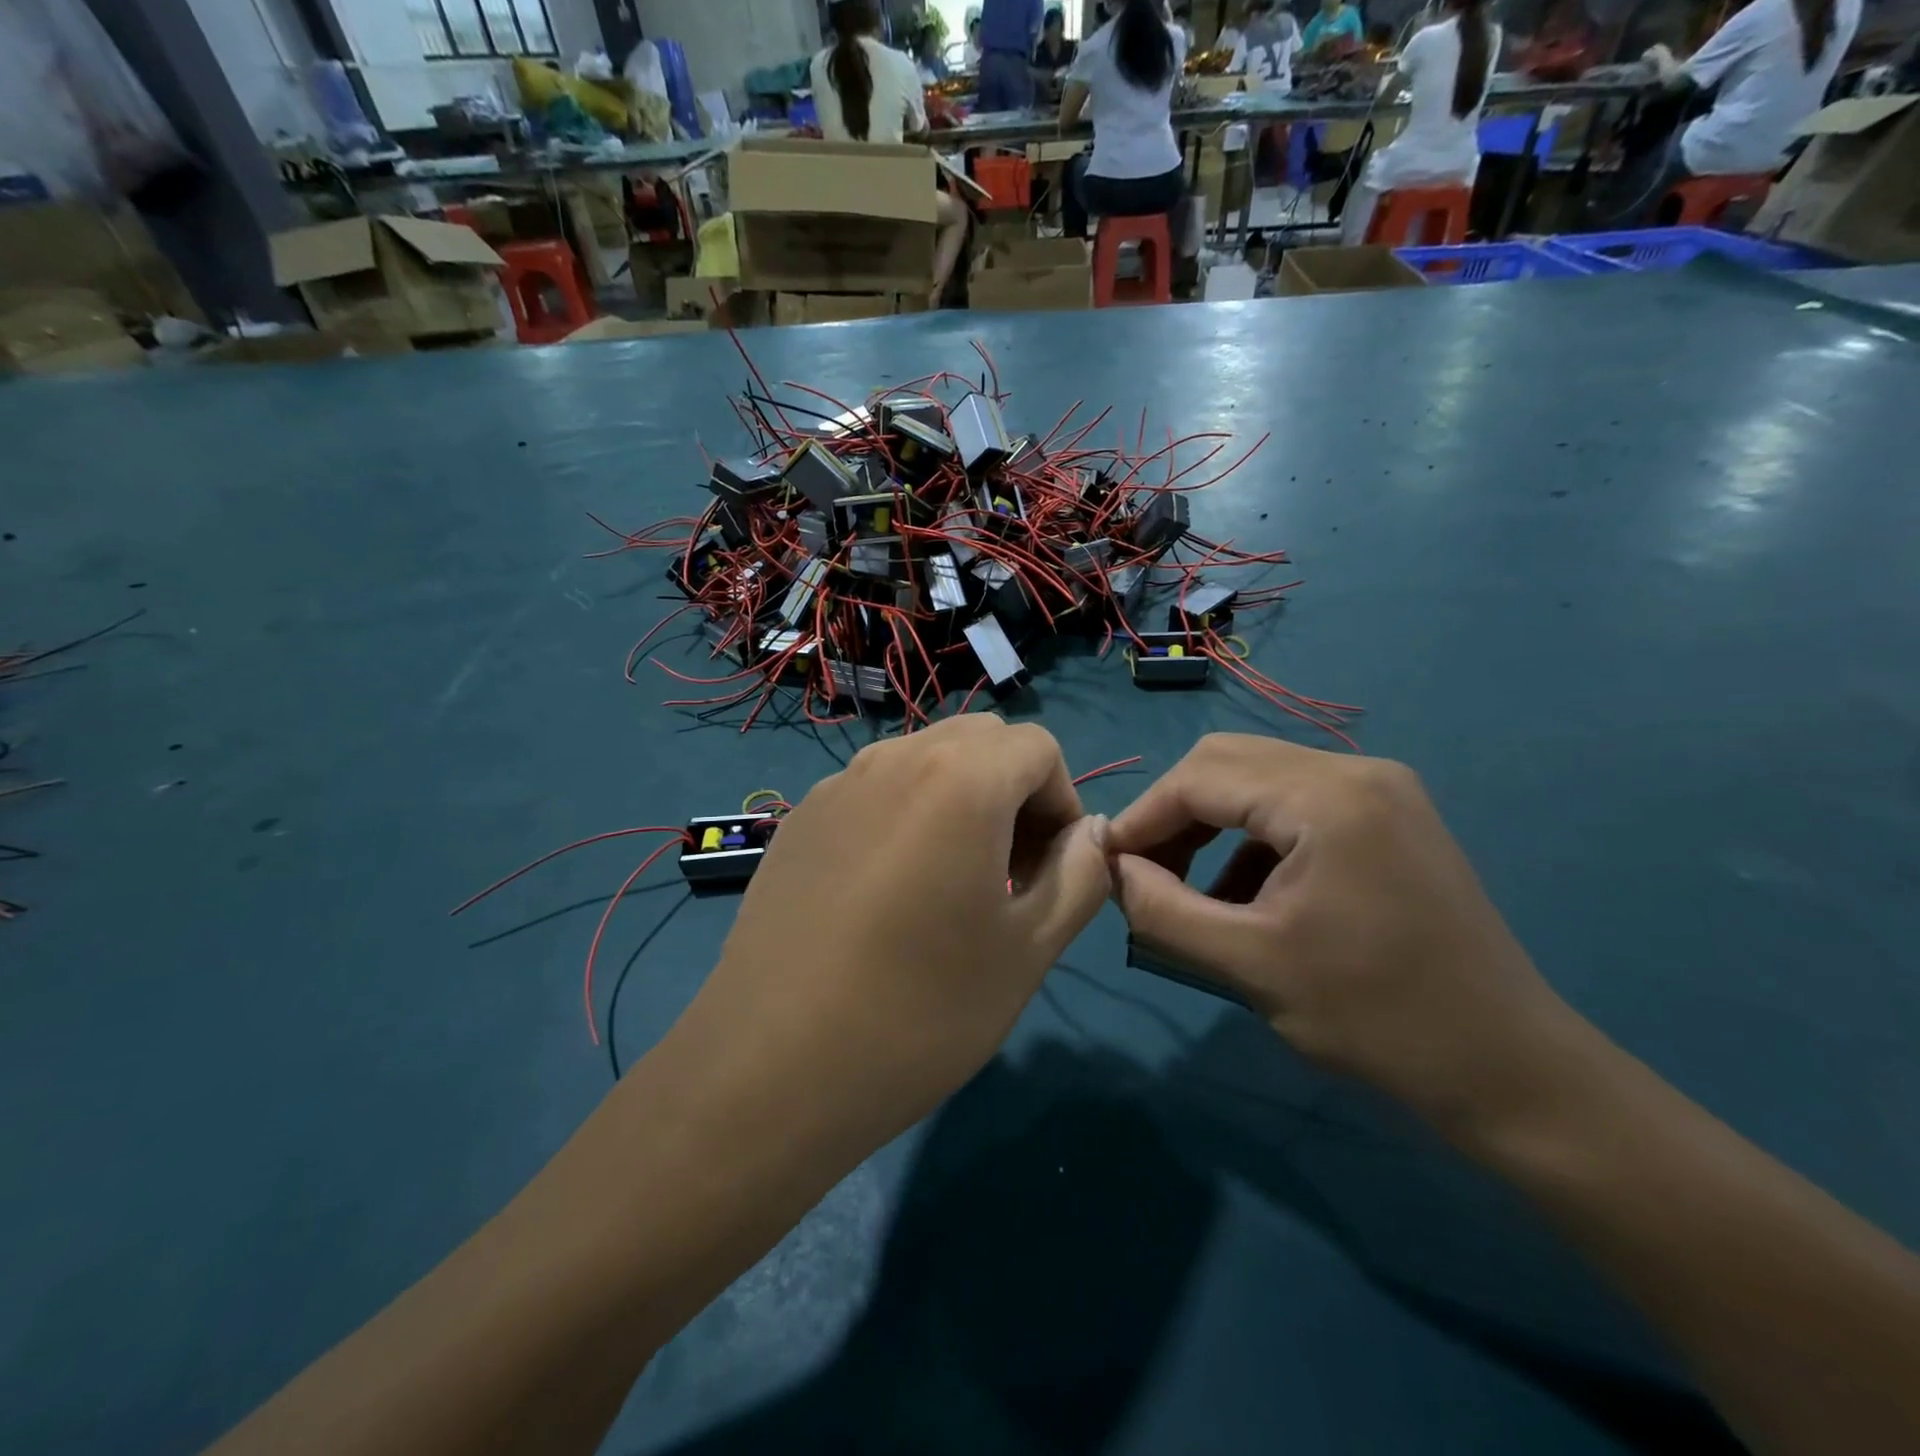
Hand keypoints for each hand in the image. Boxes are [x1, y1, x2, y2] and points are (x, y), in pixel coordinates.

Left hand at [679, 715, 1110, 1157]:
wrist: (770, 1068)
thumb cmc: (921, 1010)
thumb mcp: (1029, 948)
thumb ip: (1080, 875)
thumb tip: (1089, 833)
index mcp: (960, 777)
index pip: (1038, 747)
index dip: (1062, 803)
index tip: (1050, 871)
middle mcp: (895, 759)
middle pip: (981, 740)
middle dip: (1014, 791)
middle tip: (1008, 873)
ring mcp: (837, 785)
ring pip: (924, 760)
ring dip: (959, 800)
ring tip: (948, 885)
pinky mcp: (798, 820)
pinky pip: (873, 791)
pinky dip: (904, 816)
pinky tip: (884, 896)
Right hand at [1109, 734, 1578, 1131]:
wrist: (1508, 1070)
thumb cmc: (1376, 1020)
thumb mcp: (1248, 967)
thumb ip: (1162, 910)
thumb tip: (1113, 869)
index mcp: (1327, 798)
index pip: (1199, 777)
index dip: (1142, 817)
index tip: (1108, 865)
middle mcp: (1355, 770)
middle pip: (1226, 761)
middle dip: (1172, 813)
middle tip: (1145, 872)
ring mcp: (1379, 788)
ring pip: (1257, 777)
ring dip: (1208, 822)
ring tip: (1185, 885)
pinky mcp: (1389, 814)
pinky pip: (1294, 802)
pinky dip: (1250, 836)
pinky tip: (1242, 893)